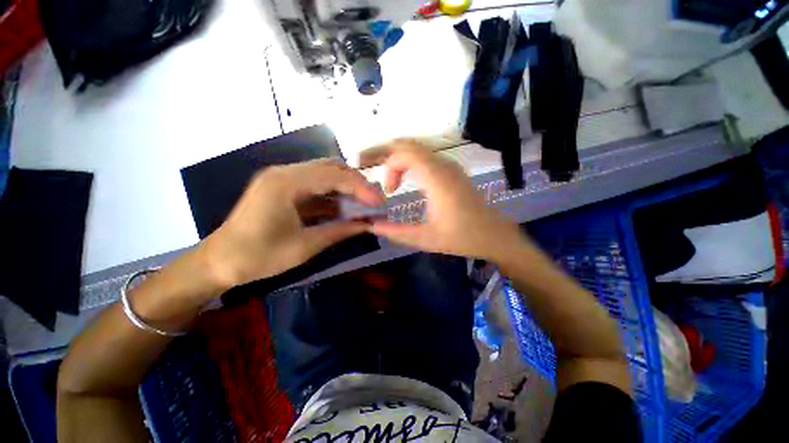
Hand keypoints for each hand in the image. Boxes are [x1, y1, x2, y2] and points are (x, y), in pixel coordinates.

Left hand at [200, 159, 383, 288]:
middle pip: (330, 168)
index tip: (379, 202)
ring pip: (323, 174)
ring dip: (346, 187)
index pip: (333, 176)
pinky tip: (344, 207)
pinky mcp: (282, 188)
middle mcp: (284, 173)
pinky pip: (314, 186)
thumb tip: (368, 225)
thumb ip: (340, 231)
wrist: (219, 262)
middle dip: (356, 183)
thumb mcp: (305, 246)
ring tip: (364, 203)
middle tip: (373, 200)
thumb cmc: (259, 257)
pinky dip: (332, 195)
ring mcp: (282, 179)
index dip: (360, 188)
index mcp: (285, 183)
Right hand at [367, 140, 524, 259]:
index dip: (389, 167)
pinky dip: (411, 162)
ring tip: (392, 180)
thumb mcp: (426, 239)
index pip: (405, 153)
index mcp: (437, 180)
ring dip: (401, 159)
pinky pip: (427, 156)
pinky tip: (408, 179)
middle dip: (390, 157)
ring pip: (419, 148)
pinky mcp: (454, 171)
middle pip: (410, 145)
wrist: (495, 236)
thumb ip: (397, 232)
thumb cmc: (463, 238)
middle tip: (383, 179)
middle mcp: (444, 166)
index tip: (389, 191)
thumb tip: (372, 226)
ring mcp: (451, 166)